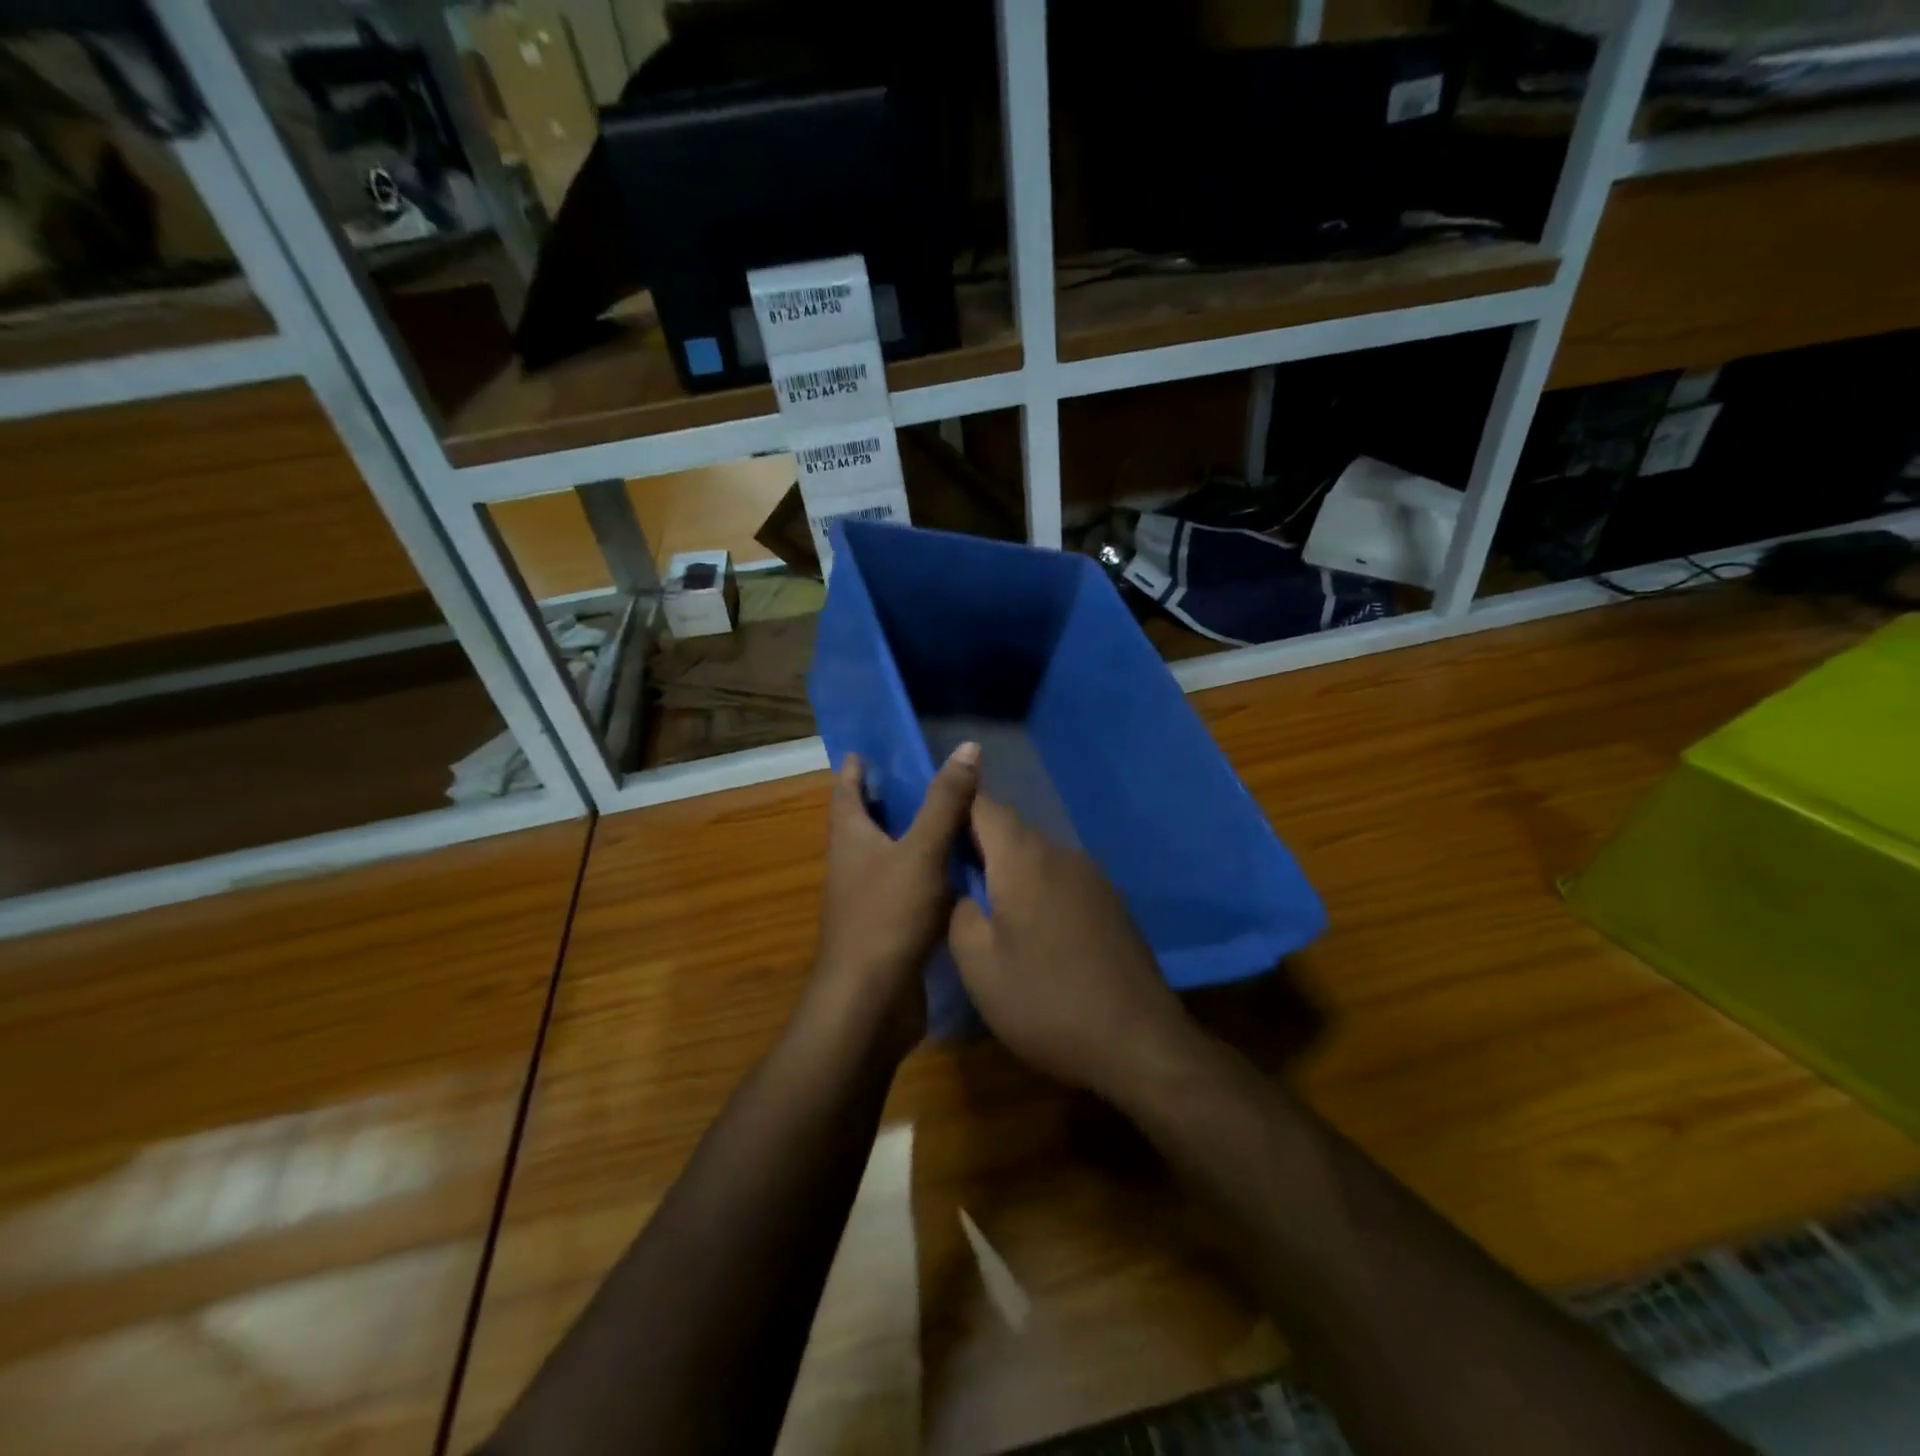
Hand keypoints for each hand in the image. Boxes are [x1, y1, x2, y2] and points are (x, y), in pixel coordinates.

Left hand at [808, 743, 980, 1058]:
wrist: (870, 1004)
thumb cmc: (887, 917)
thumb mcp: (922, 851)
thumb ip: (945, 801)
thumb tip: (967, 747)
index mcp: (850, 837)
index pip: (846, 789)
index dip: (857, 767)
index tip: (873, 748)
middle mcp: (853, 864)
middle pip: (868, 820)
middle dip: (891, 798)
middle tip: (930, 775)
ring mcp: (869, 898)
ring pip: (892, 855)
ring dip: (914, 835)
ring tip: (954, 816)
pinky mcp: (889, 927)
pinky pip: (909, 887)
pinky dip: (929, 872)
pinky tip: (961, 869)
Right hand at [948, 797, 1196, 1100]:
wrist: (1137, 1041)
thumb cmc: (1045, 1001)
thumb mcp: (978, 966)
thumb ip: (958, 914)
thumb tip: (963, 891)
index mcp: (1024, 858)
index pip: (983, 806)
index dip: (955, 806)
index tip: (933, 826)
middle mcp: (1061, 854)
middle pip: (1012, 830)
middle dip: (979, 843)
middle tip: (949, 873)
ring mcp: (1093, 877)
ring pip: (1038, 856)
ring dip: (1010, 869)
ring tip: (985, 903)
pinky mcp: (1111, 903)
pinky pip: (1062, 879)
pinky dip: (1038, 889)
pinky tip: (1031, 927)